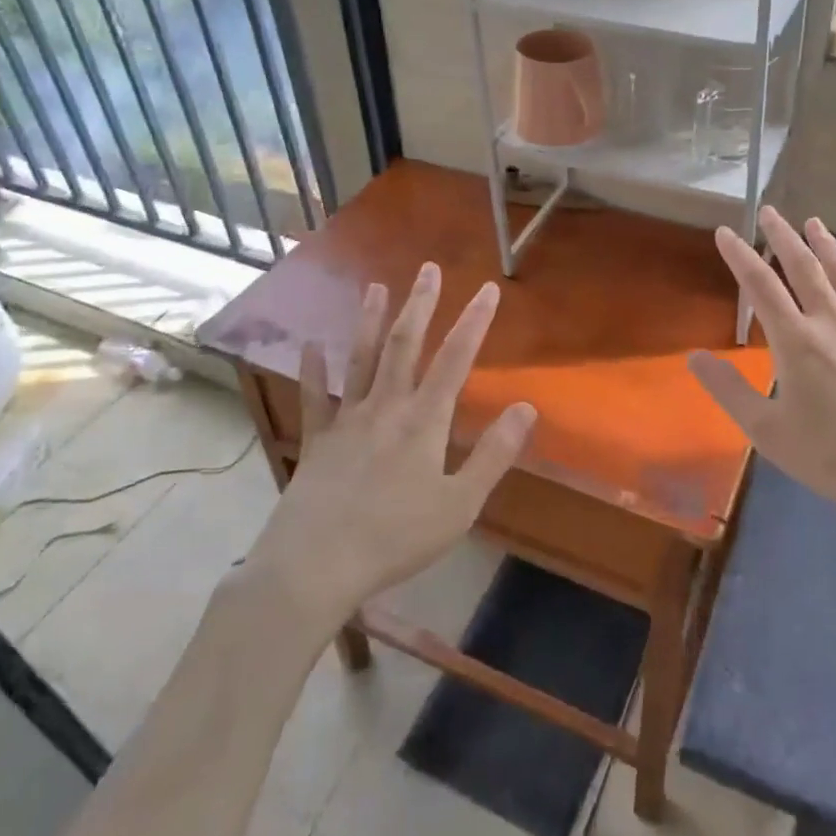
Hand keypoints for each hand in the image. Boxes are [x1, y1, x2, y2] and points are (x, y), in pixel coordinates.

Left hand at [245, 264, 535, 628]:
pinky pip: (314, 398)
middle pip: (405, 345)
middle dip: (420, 305)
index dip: (474, 321)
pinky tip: (309, 347)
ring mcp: (347, 420)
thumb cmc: (395, 538)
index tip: (487, 289)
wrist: (314, 566)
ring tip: (376, 288)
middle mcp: (385, 407)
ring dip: (371, 322)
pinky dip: (312, 371)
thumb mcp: (459, 504)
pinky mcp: (317, 441)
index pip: (455, 359)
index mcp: (424, 421)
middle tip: (427, 269)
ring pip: (362, 360)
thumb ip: (493, 454)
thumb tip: (526, 408)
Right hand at [689, 208, 835, 530]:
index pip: (761, 286)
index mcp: (796, 342)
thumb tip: (693, 356)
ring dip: (826, 247)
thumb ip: (729, 390)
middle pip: (804, 269)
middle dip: (783, 237)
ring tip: (814, 223)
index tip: (725, 232)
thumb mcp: (767, 431)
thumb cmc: (833, 456)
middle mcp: (832, 324)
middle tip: (770, 211)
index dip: (740, 256)